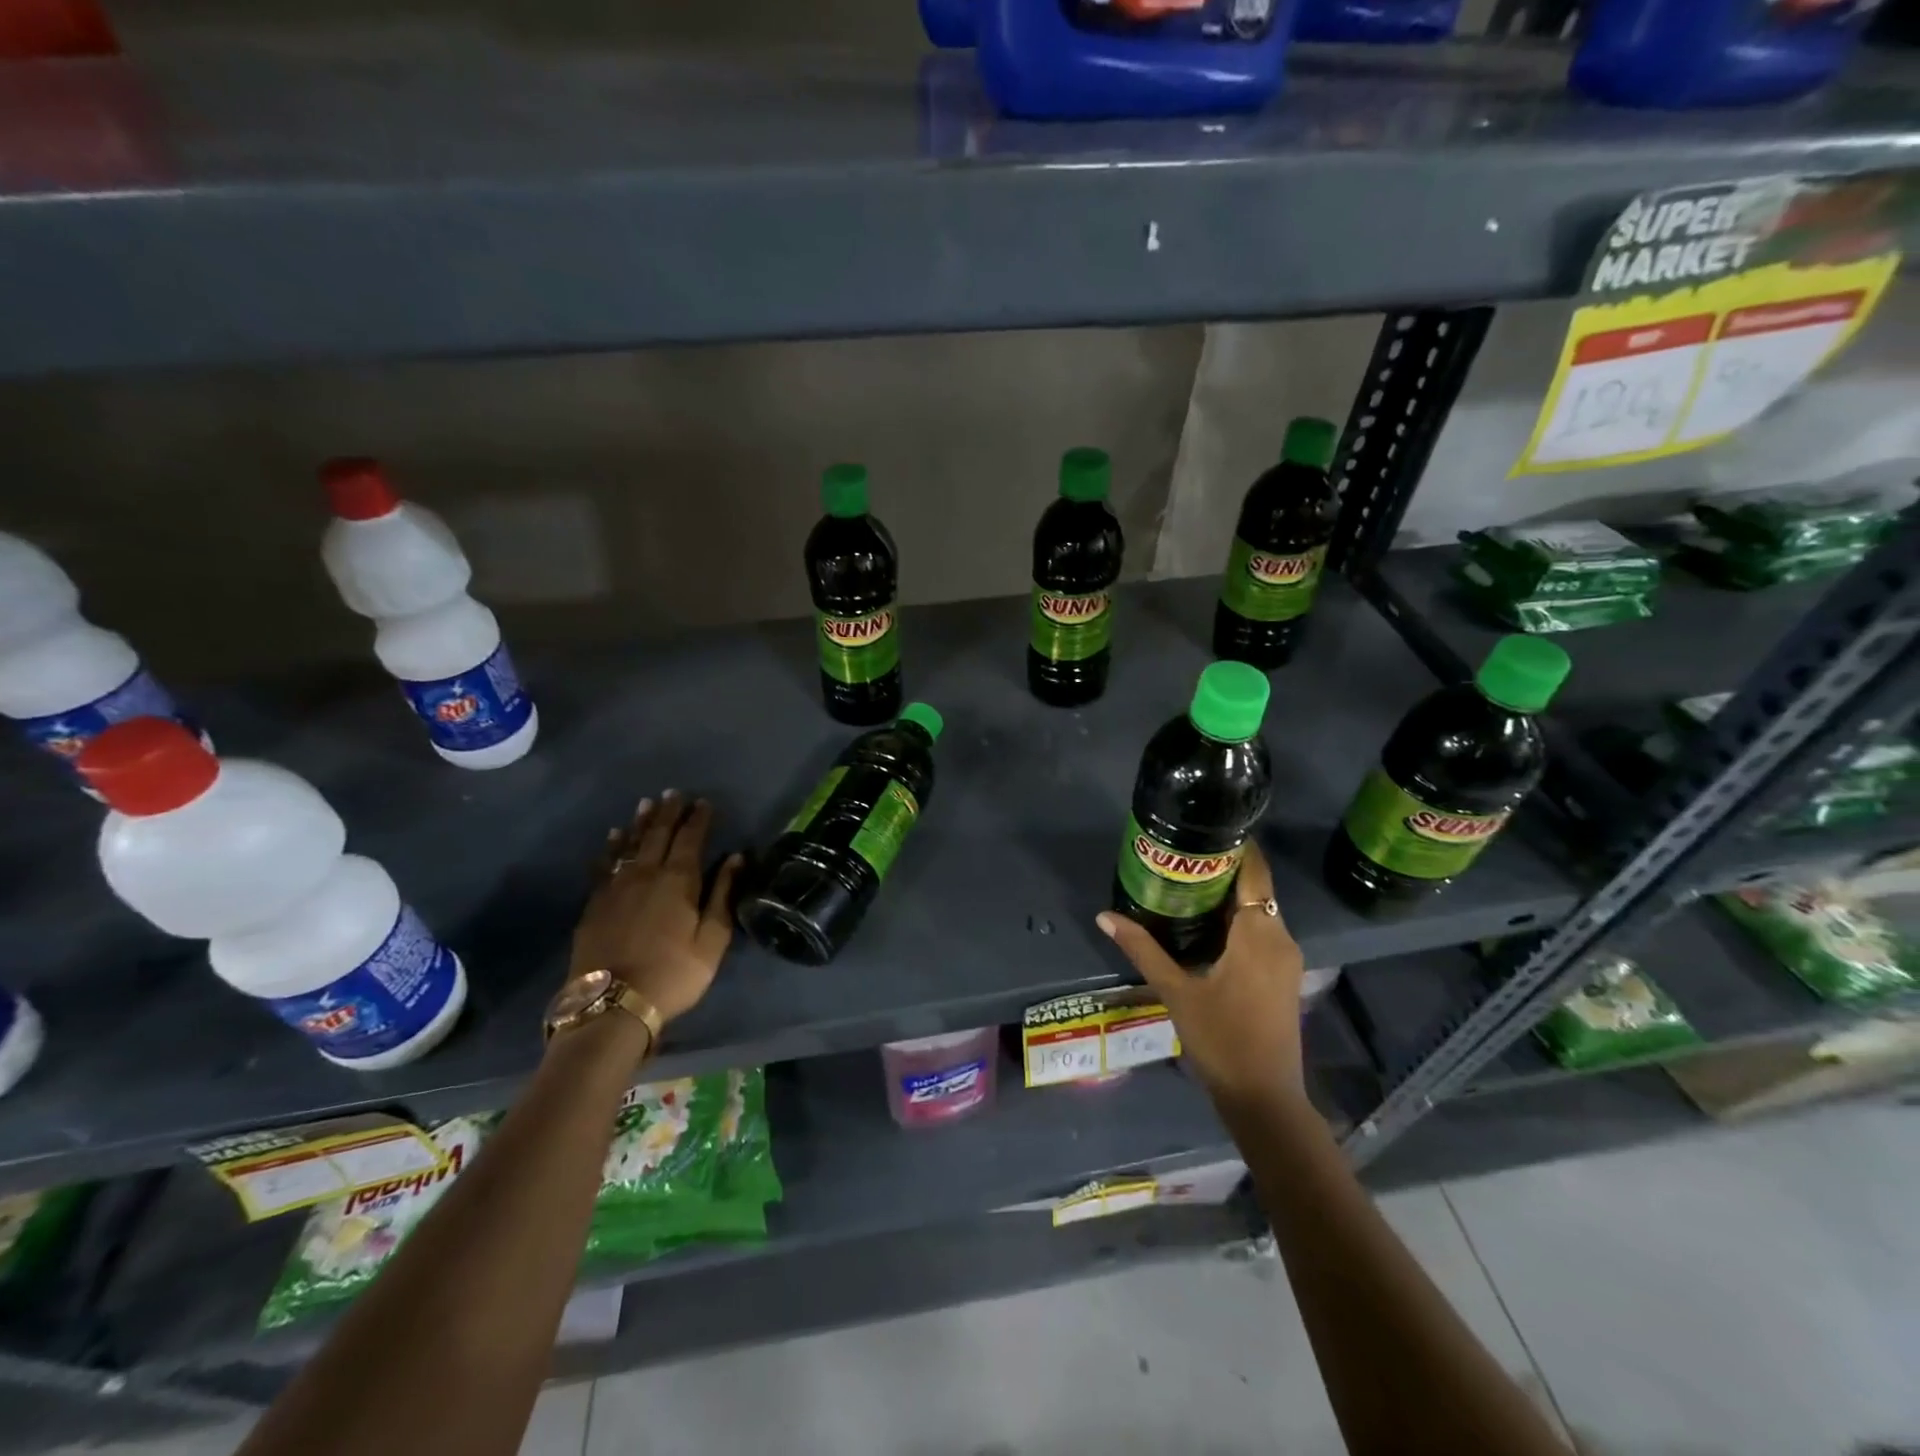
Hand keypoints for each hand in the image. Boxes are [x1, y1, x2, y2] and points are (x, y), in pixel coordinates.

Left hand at [569, 791, 743, 1025]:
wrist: (612, 1004)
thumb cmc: (673, 973)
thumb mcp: (712, 940)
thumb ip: (723, 894)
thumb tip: (736, 857)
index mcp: (679, 880)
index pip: (691, 838)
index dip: (699, 818)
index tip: (704, 802)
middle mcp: (645, 874)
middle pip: (658, 834)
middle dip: (669, 811)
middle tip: (675, 793)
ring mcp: (615, 887)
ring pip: (630, 844)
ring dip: (641, 822)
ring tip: (647, 803)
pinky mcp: (594, 903)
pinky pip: (604, 864)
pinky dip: (612, 846)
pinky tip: (614, 836)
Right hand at [1096, 840, 1306, 1108]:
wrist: (1265, 1098)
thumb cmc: (1221, 1040)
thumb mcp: (1176, 991)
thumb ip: (1142, 949)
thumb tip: (1104, 916)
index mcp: (1259, 933)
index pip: (1254, 872)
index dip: (1237, 846)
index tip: (1206, 827)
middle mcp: (1280, 937)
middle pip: (1255, 888)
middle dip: (1223, 869)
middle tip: (1180, 855)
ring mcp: (1286, 959)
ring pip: (1259, 911)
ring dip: (1229, 895)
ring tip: (1186, 882)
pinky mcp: (1283, 976)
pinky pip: (1262, 931)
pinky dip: (1238, 919)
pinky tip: (1206, 924)